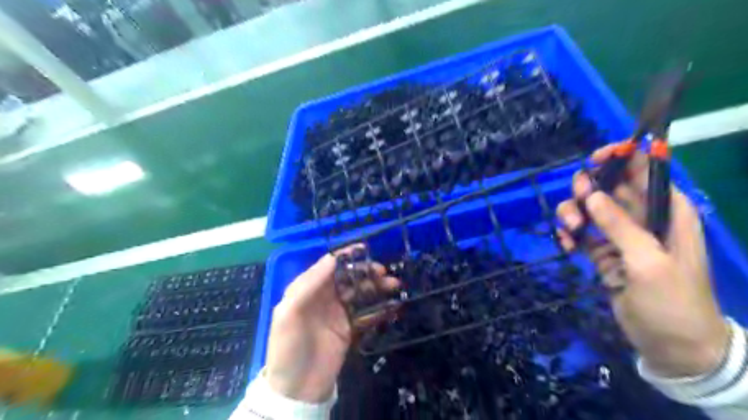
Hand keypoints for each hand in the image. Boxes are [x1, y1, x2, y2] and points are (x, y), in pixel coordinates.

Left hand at [265, 245, 400, 400]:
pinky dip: (379, 309)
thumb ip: (308, 285)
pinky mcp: (349, 329)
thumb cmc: (288, 347)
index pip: (329, 266)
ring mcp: (338, 313)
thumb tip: (331, 259)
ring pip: (360, 293)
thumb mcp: (288, 314)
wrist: (297, 389)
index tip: (364, 249)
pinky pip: (366, 314)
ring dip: (377, 287)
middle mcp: (324, 297)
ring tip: (393, 285)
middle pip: (348, 277)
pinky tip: (392, 306)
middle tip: (383, 272)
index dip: (346, 256)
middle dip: (366, 271)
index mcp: (308, 289)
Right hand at [554, 143, 730, 377]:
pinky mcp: (603, 253)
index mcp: (667, 211)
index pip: (645, 171)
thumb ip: (620, 226)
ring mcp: (620, 235)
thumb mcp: (648, 261)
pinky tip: (567, 246)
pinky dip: (570, 235)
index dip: (621, 158)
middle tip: (577, 210)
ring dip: (574, 215)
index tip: (593, 161)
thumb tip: (590, 194)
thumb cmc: (672, 301)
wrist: (672, 346)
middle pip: (609, 187)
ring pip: (589, 209)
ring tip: (570, 233)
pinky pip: (582, 233)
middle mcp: (643, 217)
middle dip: (587, 192)